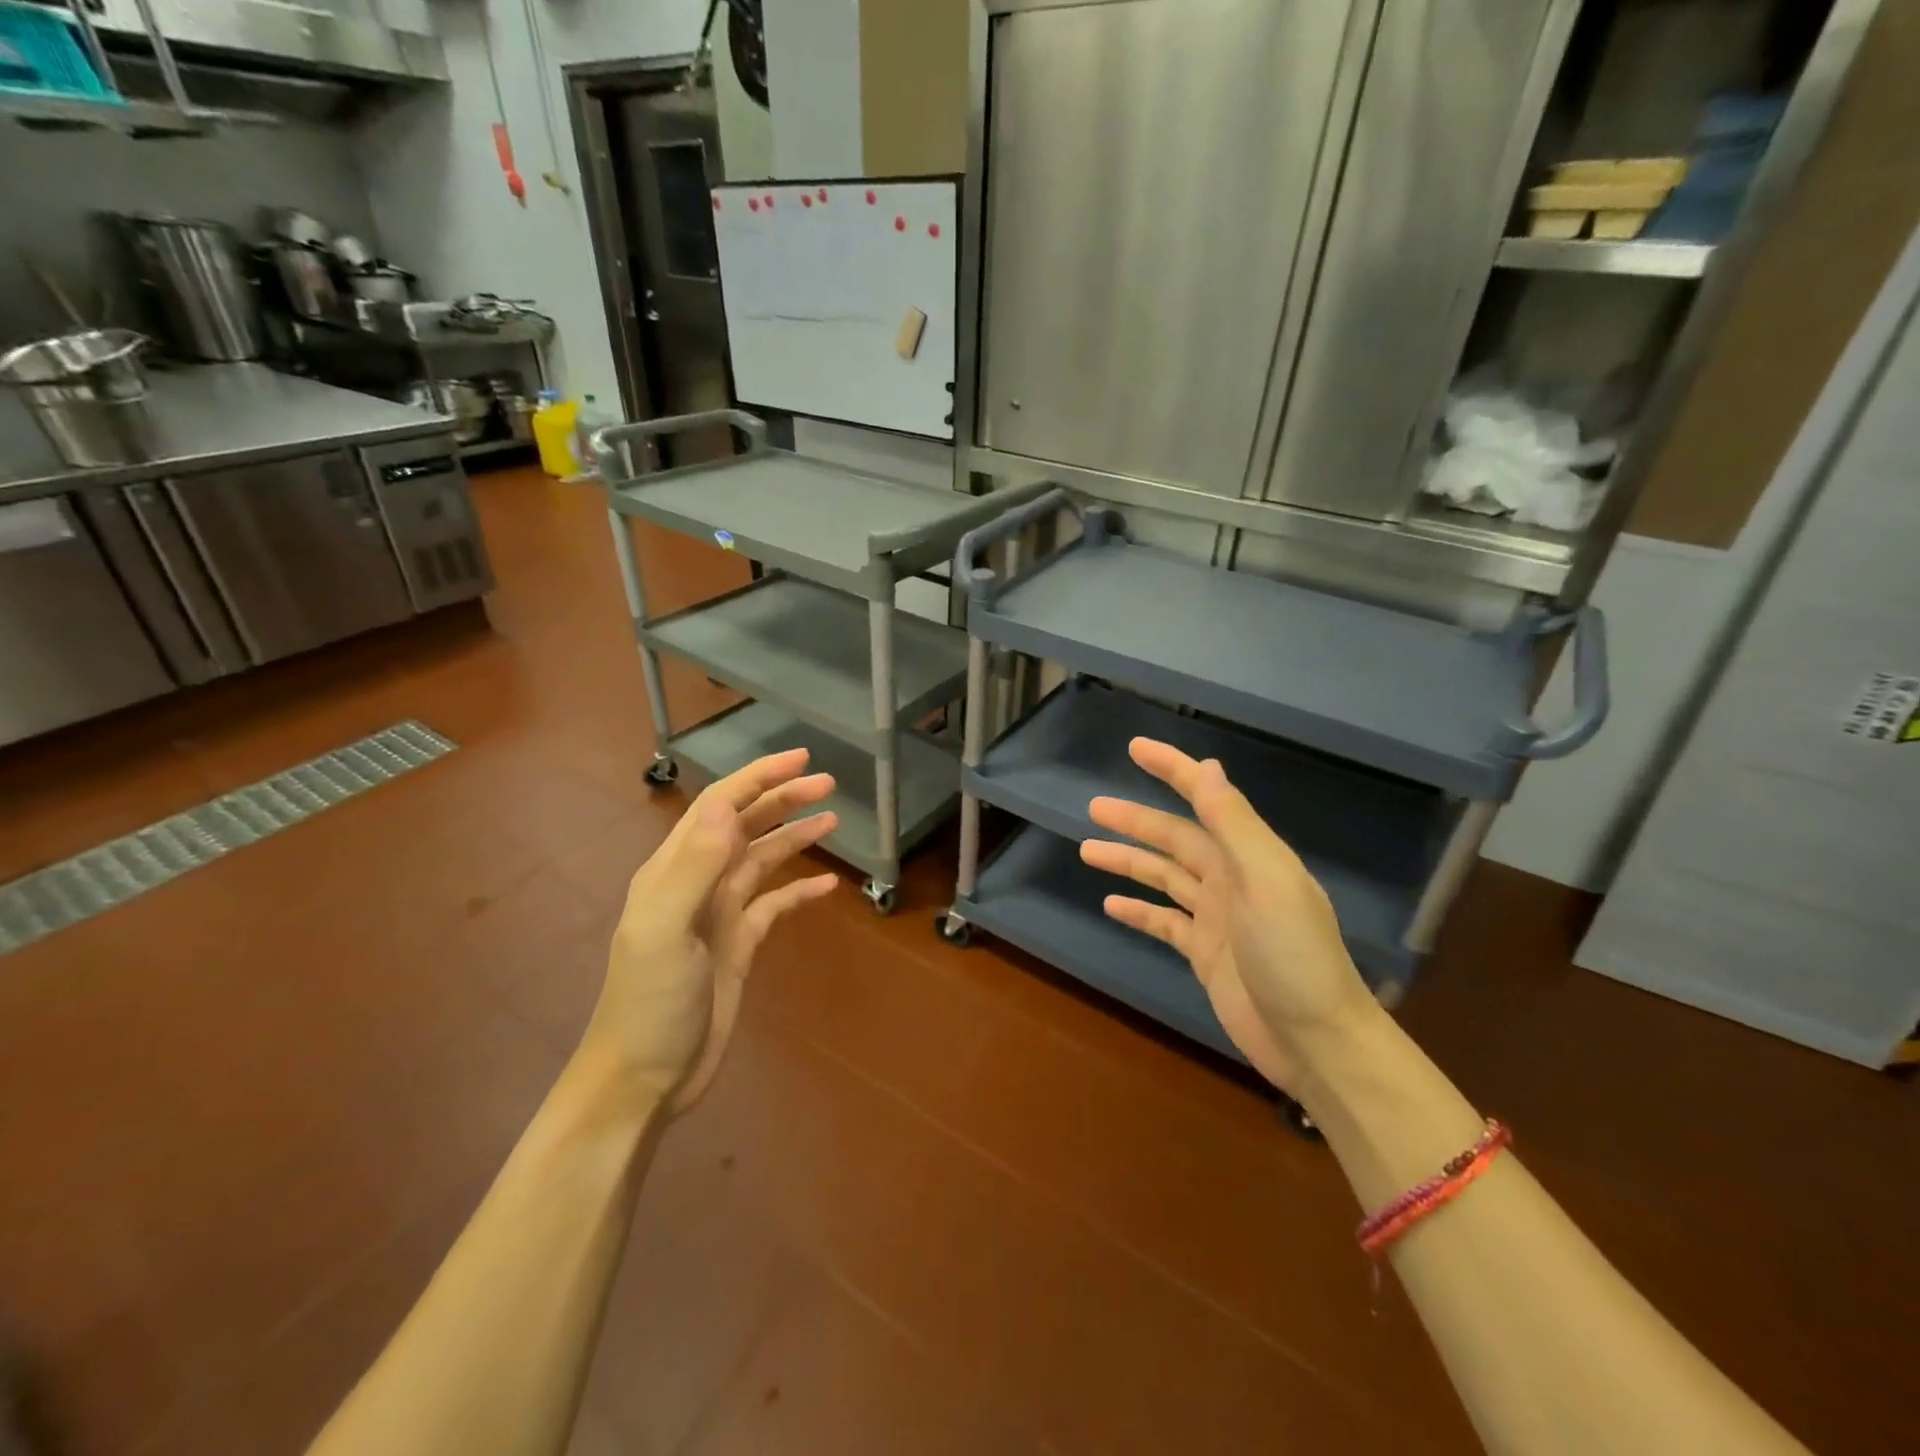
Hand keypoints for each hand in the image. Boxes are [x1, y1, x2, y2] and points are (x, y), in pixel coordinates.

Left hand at [580, 749, 838, 1113]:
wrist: (645, 1077)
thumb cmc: (650, 1002)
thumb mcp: (664, 931)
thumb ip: (694, 868)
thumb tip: (730, 809)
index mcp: (675, 869)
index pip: (720, 805)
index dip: (758, 778)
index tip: (800, 759)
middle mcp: (698, 881)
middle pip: (745, 825)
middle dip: (783, 799)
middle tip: (828, 783)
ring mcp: (720, 914)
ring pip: (763, 859)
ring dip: (795, 837)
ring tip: (833, 820)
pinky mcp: (738, 944)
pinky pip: (775, 905)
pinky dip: (800, 890)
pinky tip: (828, 885)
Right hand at [1080, 738, 1376, 1094]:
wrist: (1316, 1042)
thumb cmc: (1293, 955)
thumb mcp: (1265, 881)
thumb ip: (1234, 824)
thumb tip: (1207, 767)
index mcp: (1248, 855)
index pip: (1205, 798)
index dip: (1172, 770)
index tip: (1135, 748)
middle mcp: (1231, 878)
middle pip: (1174, 839)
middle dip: (1135, 821)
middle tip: (1093, 808)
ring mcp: (1217, 917)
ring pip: (1164, 877)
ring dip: (1128, 862)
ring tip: (1087, 850)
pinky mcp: (1205, 953)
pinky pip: (1164, 921)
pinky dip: (1139, 910)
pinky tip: (1112, 904)